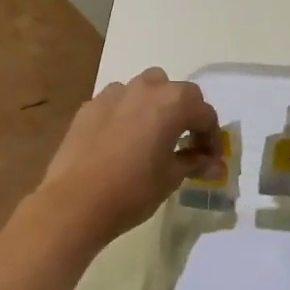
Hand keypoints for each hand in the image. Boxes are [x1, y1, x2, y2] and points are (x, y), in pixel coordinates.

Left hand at [35, 68, 221, 247]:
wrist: (76, 201)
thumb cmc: (133, 190)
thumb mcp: (171, 178)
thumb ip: (194, 163)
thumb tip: (213, 165)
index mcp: (173, 103)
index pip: (204, 114)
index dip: (212, 137)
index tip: (211, 159)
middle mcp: (146, 89)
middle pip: (178, 92)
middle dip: (188, 114)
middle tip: (187, 143)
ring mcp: (114, 94)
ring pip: (146, 88)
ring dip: (157, 105)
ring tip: (154, 134)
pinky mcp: (90, 106)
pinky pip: (118, 101)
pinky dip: (128, 112)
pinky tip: (123, 139)